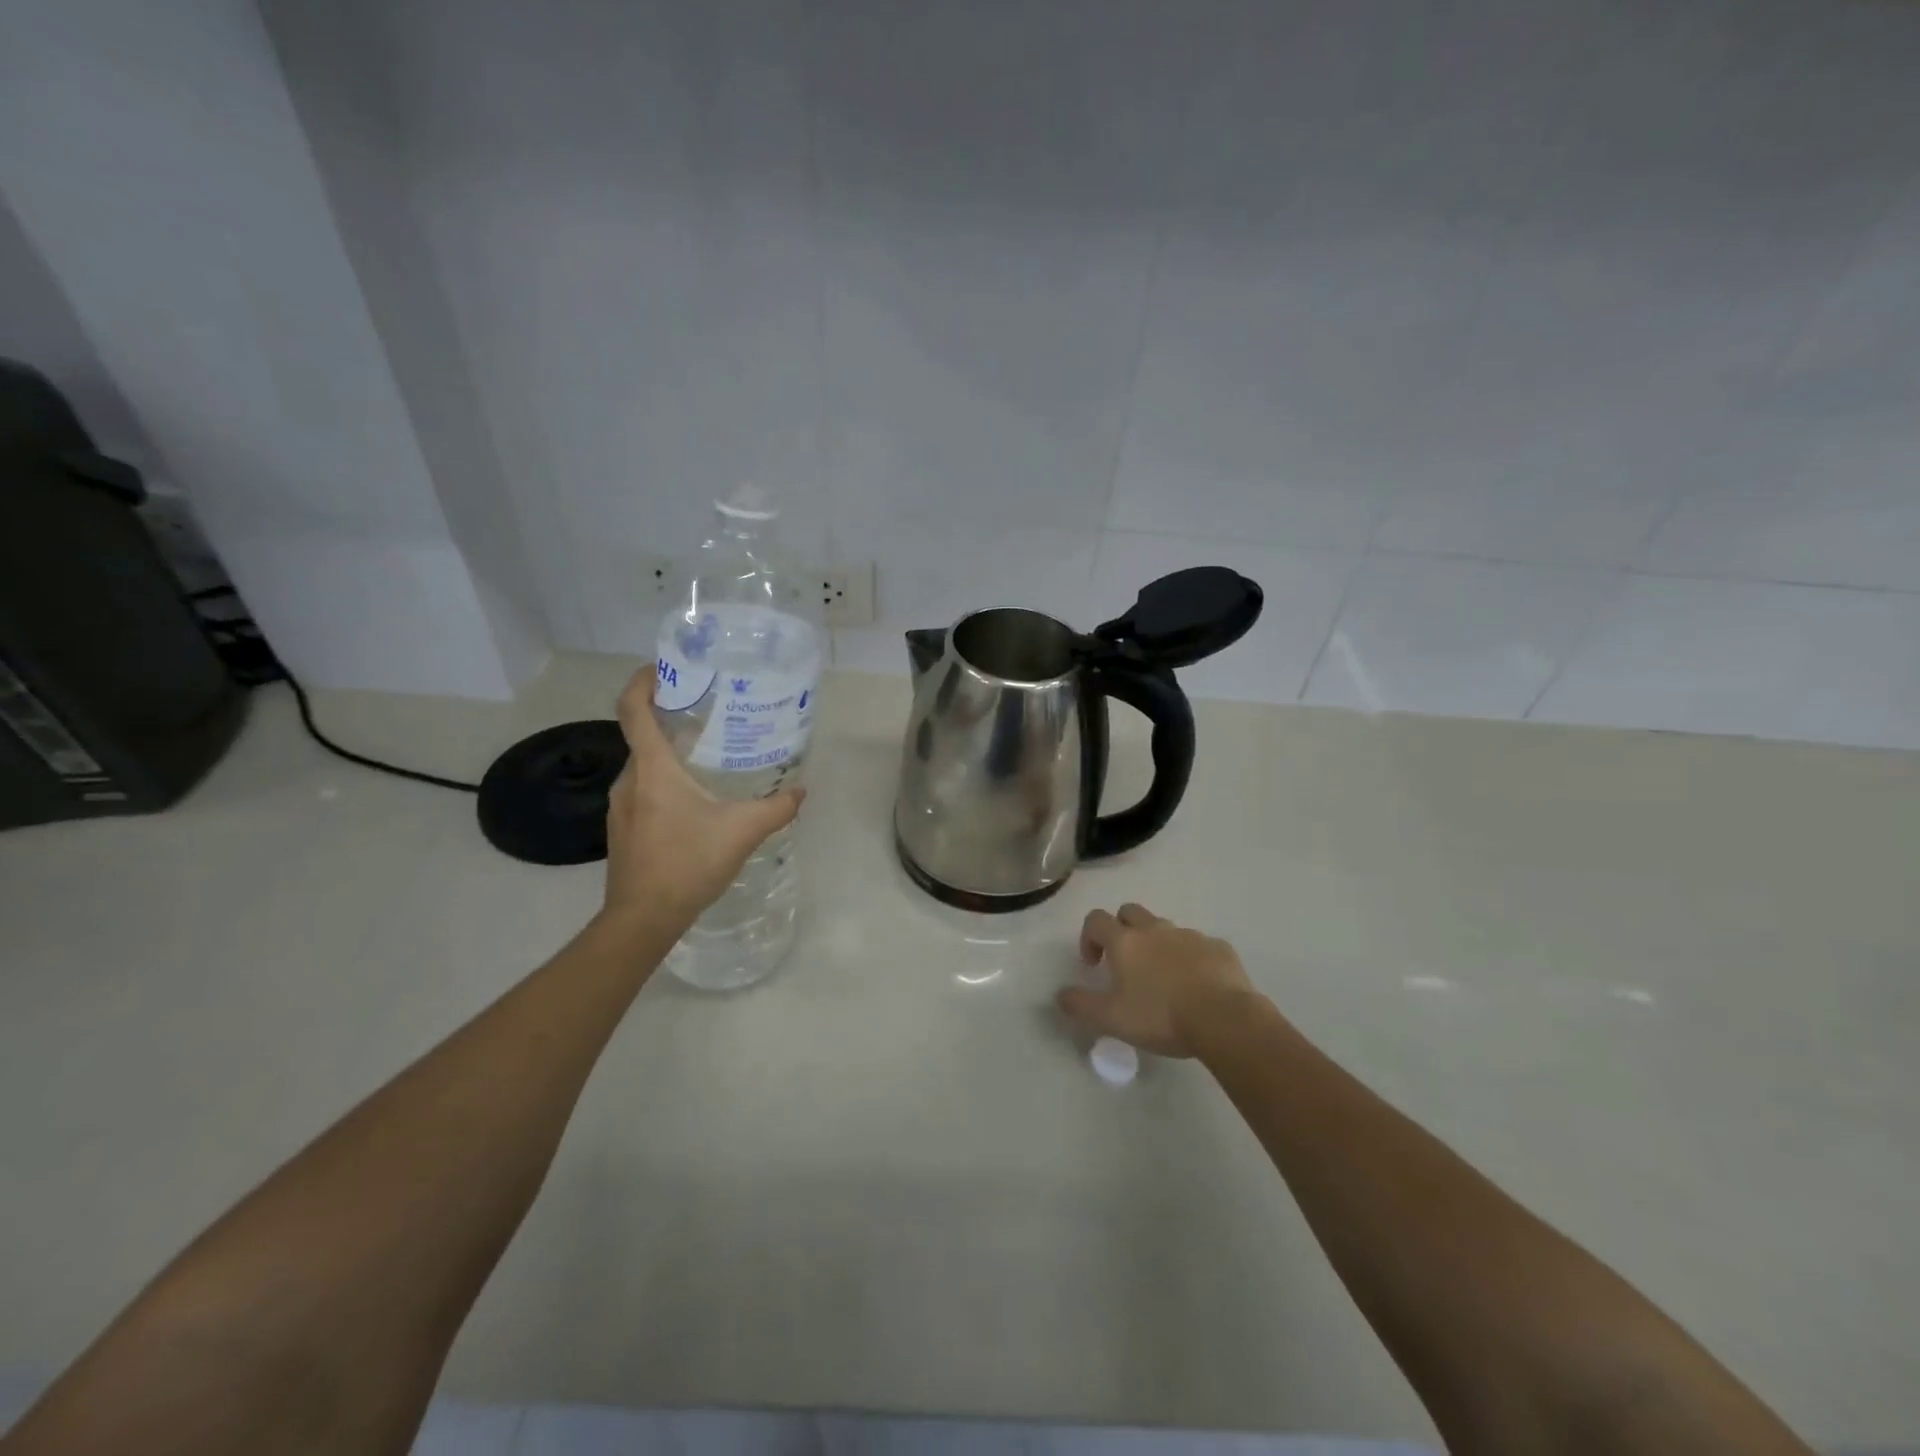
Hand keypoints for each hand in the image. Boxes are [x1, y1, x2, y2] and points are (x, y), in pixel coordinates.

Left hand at [601, 669, 803, 930]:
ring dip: (668, 754)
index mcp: (652, 768)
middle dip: (670, 719)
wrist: (643, 918)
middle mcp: (629, 779)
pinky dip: (664, 782)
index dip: (643, 682)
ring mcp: (621, 806)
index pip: (633, 710)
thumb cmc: (688, 863)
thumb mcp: (743, 831)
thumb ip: (776, 808)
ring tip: (706, 755)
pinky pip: (643, 790)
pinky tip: (693, 802)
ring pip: (644, 766)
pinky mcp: (623, 829)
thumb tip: (801, 791)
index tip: (663, 668)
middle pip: (642, 735)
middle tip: (708, 713)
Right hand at [1056, 903, 1259, 1057]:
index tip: (1093, 964)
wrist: (1224, 1018)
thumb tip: (1059, 995)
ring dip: (1157, 944)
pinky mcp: (1219, 947)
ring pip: (1165, 928)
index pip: (1096, 920)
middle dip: (1122, 930)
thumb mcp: (1112, 1018)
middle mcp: (1155, 929)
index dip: (1088, 937)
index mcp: (1125, 941)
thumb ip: (1081, 1005)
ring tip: (1163, 979)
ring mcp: (1190, 935)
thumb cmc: (1161, 1016)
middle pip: (1130, 912)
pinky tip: (1197, 985)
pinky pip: (1199, 945)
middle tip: (1125, 963)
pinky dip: (1191, 958)